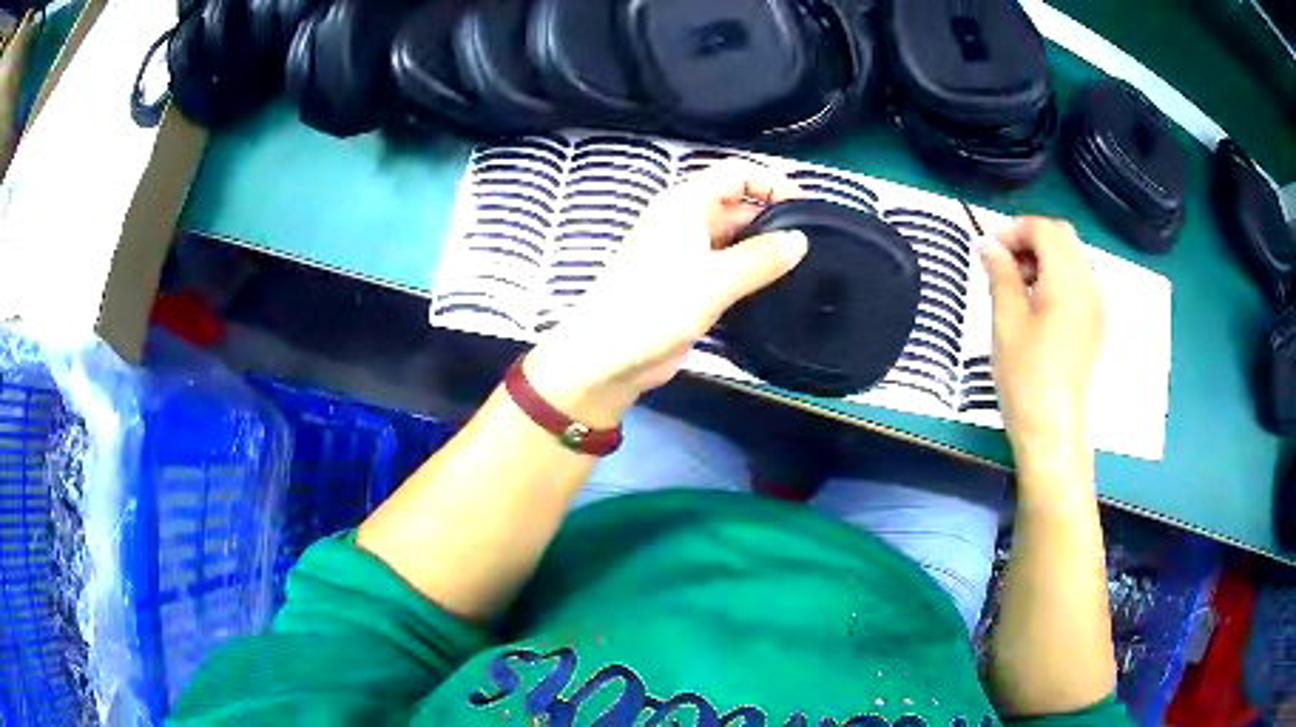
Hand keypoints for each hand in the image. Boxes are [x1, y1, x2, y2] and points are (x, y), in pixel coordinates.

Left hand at [525, 159, 807, 426]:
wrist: (608, 357)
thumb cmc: (654, 307)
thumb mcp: (714, 280)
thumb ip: (760, 258)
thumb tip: (800, 241)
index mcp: (684, 204)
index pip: (736, 174)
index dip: (772, 183)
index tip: (807, 208)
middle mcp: (685, 222)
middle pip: (737, 206)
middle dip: (773, 220)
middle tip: (814, 246)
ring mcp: (685, 255)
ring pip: (733, 240)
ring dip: (763, 250)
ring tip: (805, 268)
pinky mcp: (687, 285)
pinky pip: (726, 269)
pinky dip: (749, 274)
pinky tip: (776, 290)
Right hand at [979, 217, 1104, 482]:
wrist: (1054, 433)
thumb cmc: (1027, 377)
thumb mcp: (1006, 321)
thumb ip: (1000, 274)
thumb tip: (987, 244)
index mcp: (1068, 279)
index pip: (1044, 228)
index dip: (1014, 230)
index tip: (987, 250)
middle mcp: (1089, 285)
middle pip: (1062, 238)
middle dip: (1029, 239)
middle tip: (1000, 264)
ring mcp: (1095, 306)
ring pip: (1071, 258)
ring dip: (1043, 258)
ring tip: (1016, 286)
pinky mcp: (1094, 325)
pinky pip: (1077, 283)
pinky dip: (1055, 278)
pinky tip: (1036, 306)